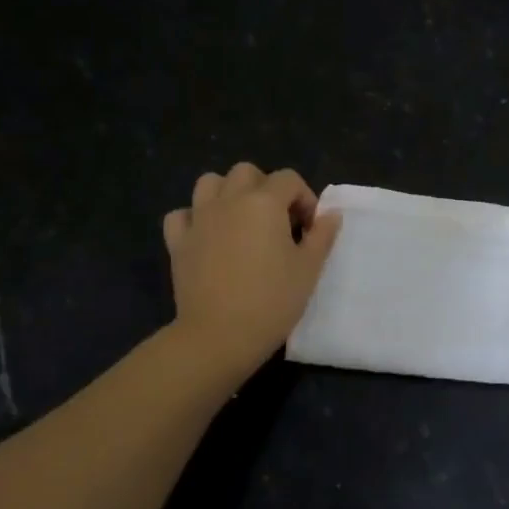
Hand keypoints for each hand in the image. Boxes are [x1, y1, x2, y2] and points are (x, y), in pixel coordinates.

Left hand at [163, 162, 341, 380]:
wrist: (220, 335)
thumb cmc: (272, 301)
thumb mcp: (309, 269)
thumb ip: (322, 236)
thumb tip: (330, 214)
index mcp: (264, 202)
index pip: (288, 179)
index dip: (304, 199)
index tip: (309, 229)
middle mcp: (229, 200)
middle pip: (247, 172)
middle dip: (265, 188)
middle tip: (277, 221)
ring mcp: (199, 219)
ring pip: (210, 183)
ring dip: (227, 193)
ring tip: (241, 220)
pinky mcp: (178, 242)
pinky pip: (182, 214)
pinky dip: (194, 218)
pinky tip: (207, 236)